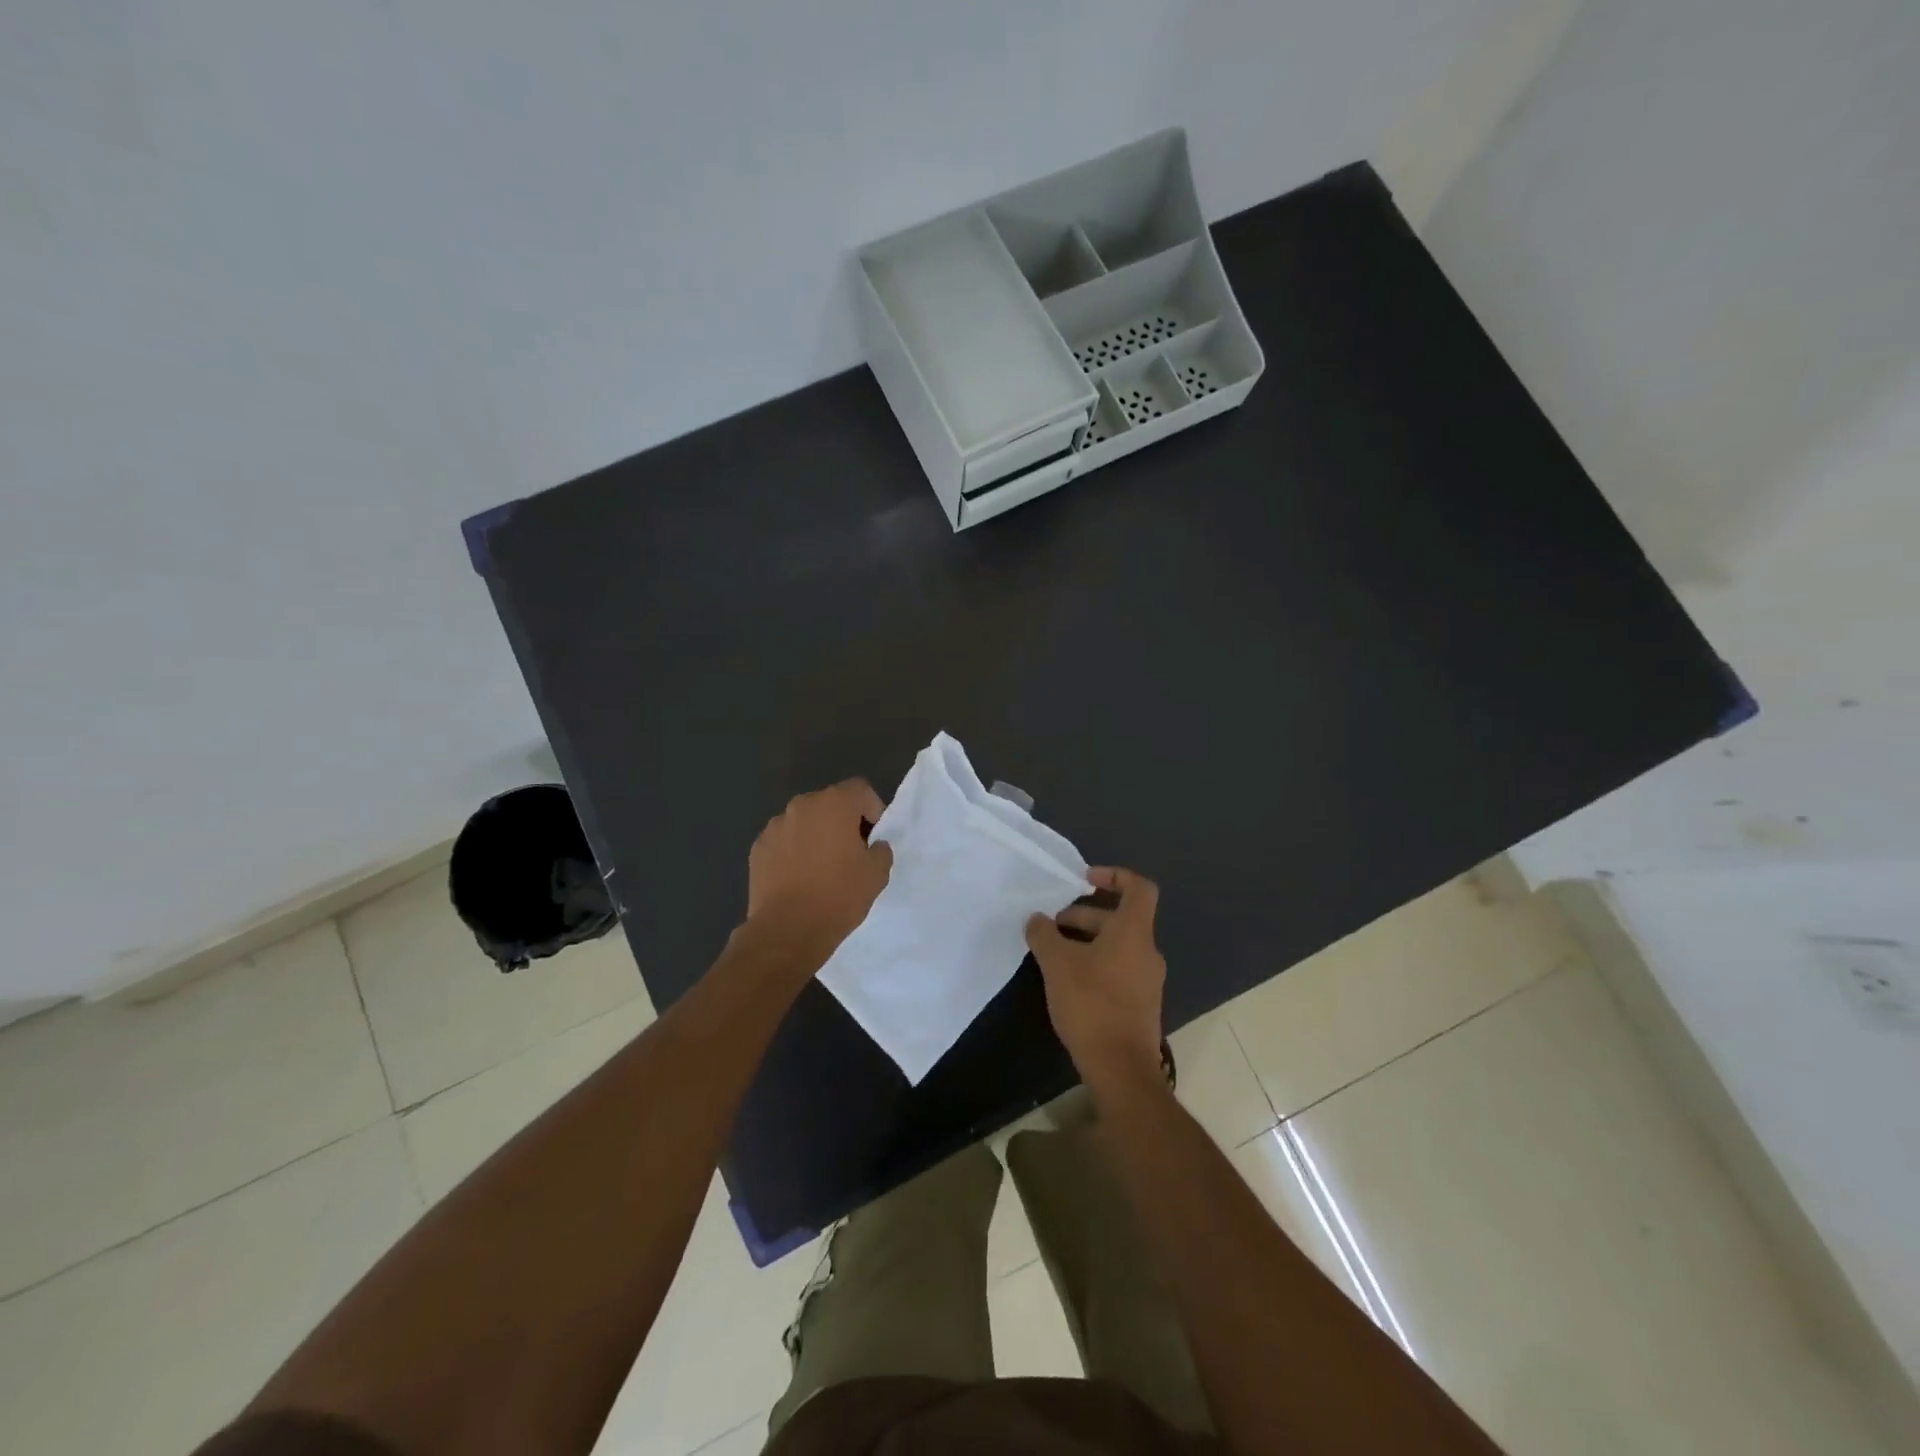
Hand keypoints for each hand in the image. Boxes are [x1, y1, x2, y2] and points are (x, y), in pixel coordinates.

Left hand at [745, 779, 893, 962]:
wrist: (787, 930)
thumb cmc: (838, 896)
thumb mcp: (877, 874)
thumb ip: (881, 850)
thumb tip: (873, 845)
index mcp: (834, 804)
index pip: (860, 789)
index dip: (872, 809)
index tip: (873, 838)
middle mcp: (801, 805)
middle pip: (830, 802)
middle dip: (843, 821)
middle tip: (850, 852)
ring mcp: (775, 826)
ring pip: (804, 821)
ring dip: (816, 834)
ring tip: (821, 866)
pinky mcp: (758, 847)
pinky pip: (784, 840)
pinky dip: (793, 850)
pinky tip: (798, 877)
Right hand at [1025, 867, 1165, 1092]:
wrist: (1121, 1068)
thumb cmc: (1092, 1004)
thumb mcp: (1057, 964)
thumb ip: (1044, 934)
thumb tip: (1037, 919)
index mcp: (1134, 932)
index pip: (1138, 887)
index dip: (1114, 875)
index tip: (1084, 880)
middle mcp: (1147, 951)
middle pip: (1120, 918)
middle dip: (1084, 915)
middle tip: (1052, 924)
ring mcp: (1147, 979)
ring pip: (1117, 945)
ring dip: (1087, 940)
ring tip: (1053, 953)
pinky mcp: (1141, 1003)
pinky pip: (1118, 968)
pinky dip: (1095, 963)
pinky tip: (1068, 981)